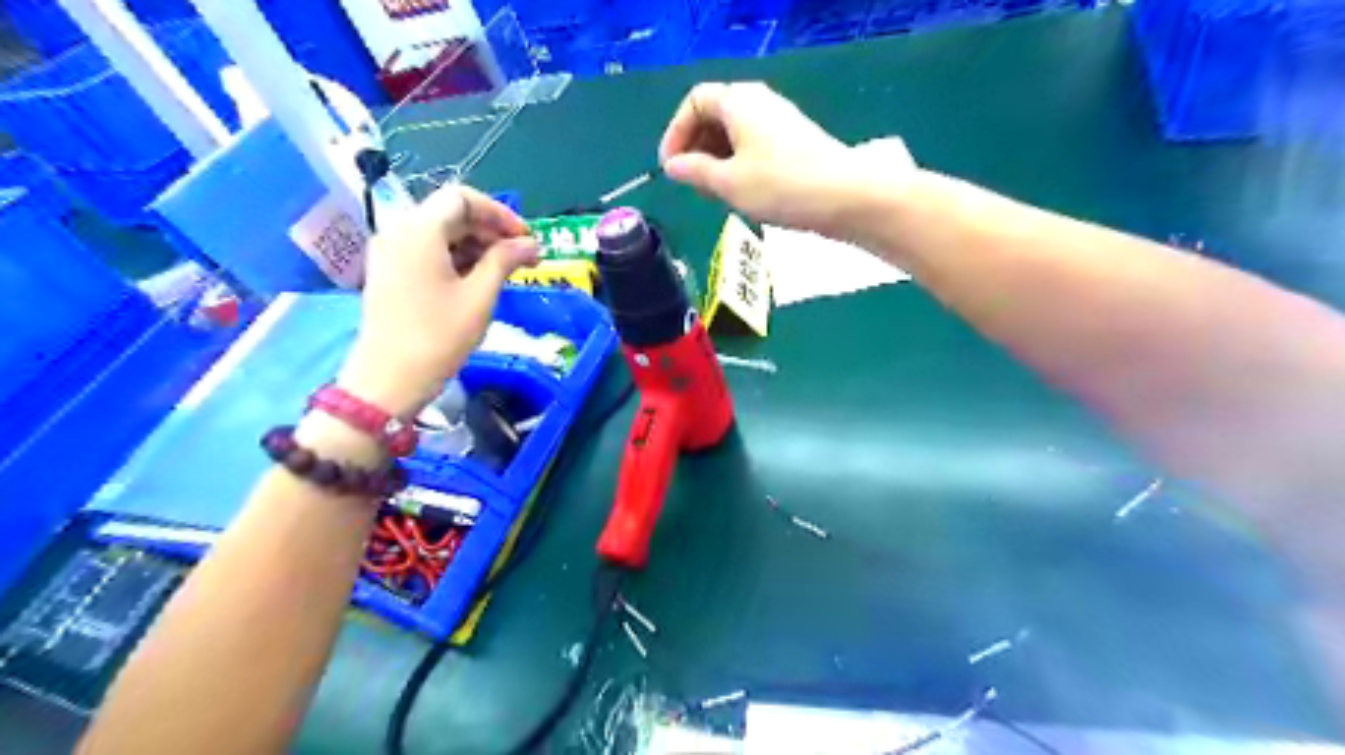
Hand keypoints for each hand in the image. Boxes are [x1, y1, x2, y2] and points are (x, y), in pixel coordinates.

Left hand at [341, 183, 538, 414]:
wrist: (388, 380)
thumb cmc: (438, 336)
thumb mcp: (480, 296)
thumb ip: (505, 261)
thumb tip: (531, 244)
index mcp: (419, 230)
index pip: (463, 198)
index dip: (500, 213)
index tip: (526, 239)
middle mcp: (399, 231)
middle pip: (450, 214)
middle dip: (490, 231)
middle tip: (522, 259)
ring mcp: (390, 252)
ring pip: (440, 233)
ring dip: (475, 246)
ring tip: (505, 272)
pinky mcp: (389, 273)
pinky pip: (427, 251)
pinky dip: (456, 258)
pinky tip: (477, 282)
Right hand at [659, 82, 920, 240]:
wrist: (846, 196)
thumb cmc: (780, 186)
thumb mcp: (728, 183)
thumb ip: (695, 172)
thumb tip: (673, 166)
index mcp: (739, 102)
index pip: (695, 101)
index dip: (676, 132)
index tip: (670, 167)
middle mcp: (759, 101)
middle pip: (715, 114)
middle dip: (696, 146)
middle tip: (691, 182)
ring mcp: (780, 120)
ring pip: (735, 132)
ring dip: (716, 158)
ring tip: (714, 192)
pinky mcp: (795, 141)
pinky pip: (754, 143)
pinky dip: (738, 162)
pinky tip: (742, 191)